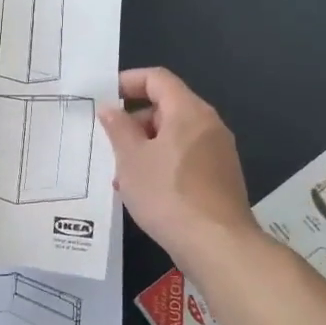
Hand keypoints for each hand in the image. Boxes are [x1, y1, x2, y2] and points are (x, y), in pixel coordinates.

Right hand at [100, 68, 261, 258]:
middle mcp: (209, 125)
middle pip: (167, 106)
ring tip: (121, 173)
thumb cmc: (168, 194)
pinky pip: (185, 156)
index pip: (157, 79)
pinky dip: (162, 162)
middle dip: (134, 120)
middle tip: (109, 141)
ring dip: (145, 145)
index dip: (128, 81)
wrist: (218, 246)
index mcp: (189, 111)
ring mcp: (219, 152)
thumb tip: (110, 108)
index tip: (104, 98)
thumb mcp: (131, 159)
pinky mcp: (221, 177)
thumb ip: (118, 128)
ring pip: (174, 135)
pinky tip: (144, 190)